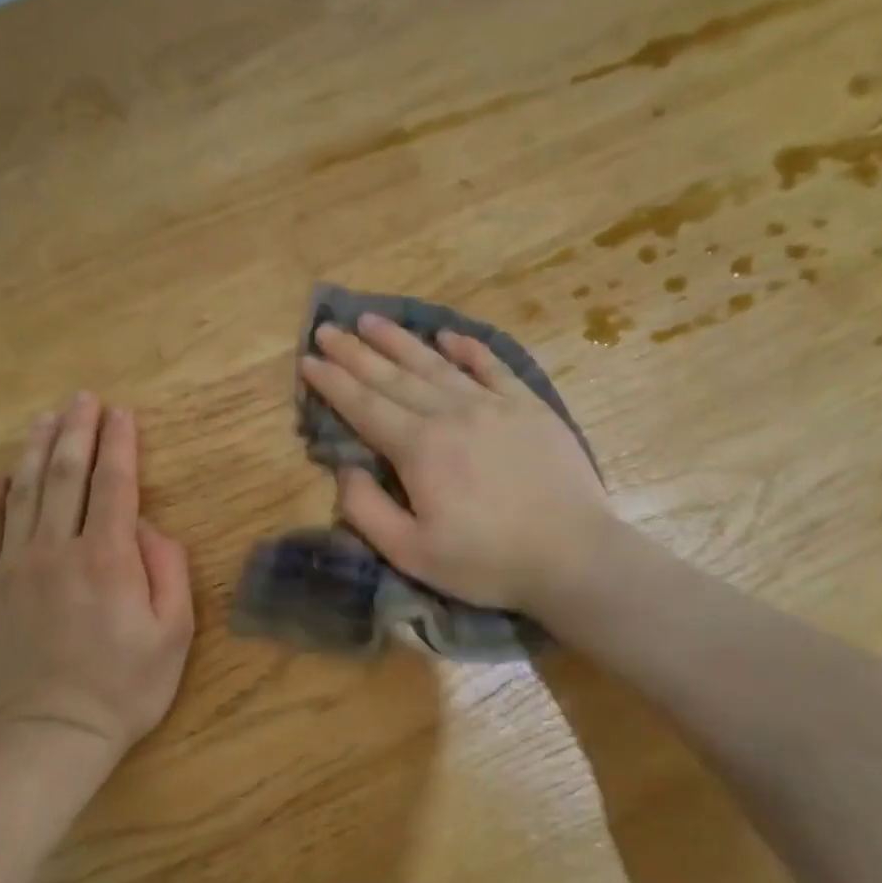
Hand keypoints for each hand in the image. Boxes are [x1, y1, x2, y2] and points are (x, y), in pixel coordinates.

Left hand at [0, 395, 194, 764]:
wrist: (50, 735)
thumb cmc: (125, 686)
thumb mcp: (174, 632)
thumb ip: (169, 570)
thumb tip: (150, 527)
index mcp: (108, 557)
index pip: (115, 483)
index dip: (120, 443)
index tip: (122, 413)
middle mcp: (58, 549)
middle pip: (65, 474)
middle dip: (77, 431)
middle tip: (83, 398)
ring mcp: (13, 566)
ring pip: (22, 492)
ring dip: (35, 449)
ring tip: (45, 418)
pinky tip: (2, 474)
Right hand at [297, 314, 609, 612]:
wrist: (573, 555)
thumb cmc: (487, 562)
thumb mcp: (411, 553)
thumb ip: (366, 510)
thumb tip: (344, 468)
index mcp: (419, 448)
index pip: (364, 406)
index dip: (332, 382)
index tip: (307, 360)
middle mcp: (451, 413)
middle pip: (393, 376)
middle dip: (355, 352)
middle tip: (328, 328)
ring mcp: (494, 404)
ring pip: (436, 364)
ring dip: (400, 341)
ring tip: (372, 320)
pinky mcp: (529, 407)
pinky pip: (493, 367)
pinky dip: (468, 349)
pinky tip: (448, 335)